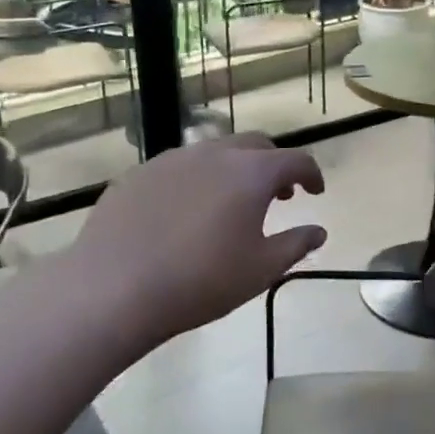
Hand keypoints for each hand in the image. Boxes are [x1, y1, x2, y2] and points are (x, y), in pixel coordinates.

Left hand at [71, 134, 325, 356]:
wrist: (115, 288)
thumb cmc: (201, 281)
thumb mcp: (260, 270)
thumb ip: (296, 245)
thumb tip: (318, 231)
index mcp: (250, 173)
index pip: (295, 159)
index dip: (311, 174)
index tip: (315, 192)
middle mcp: (214, 154)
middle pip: (255, 145)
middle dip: (274, 165)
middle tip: (278, 196)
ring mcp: (172, 159)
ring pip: (214, 151)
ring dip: (234, 169)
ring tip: (231, 203)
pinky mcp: (138, 173)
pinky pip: (179, 166)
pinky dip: (197, 179)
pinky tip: (186, 212)